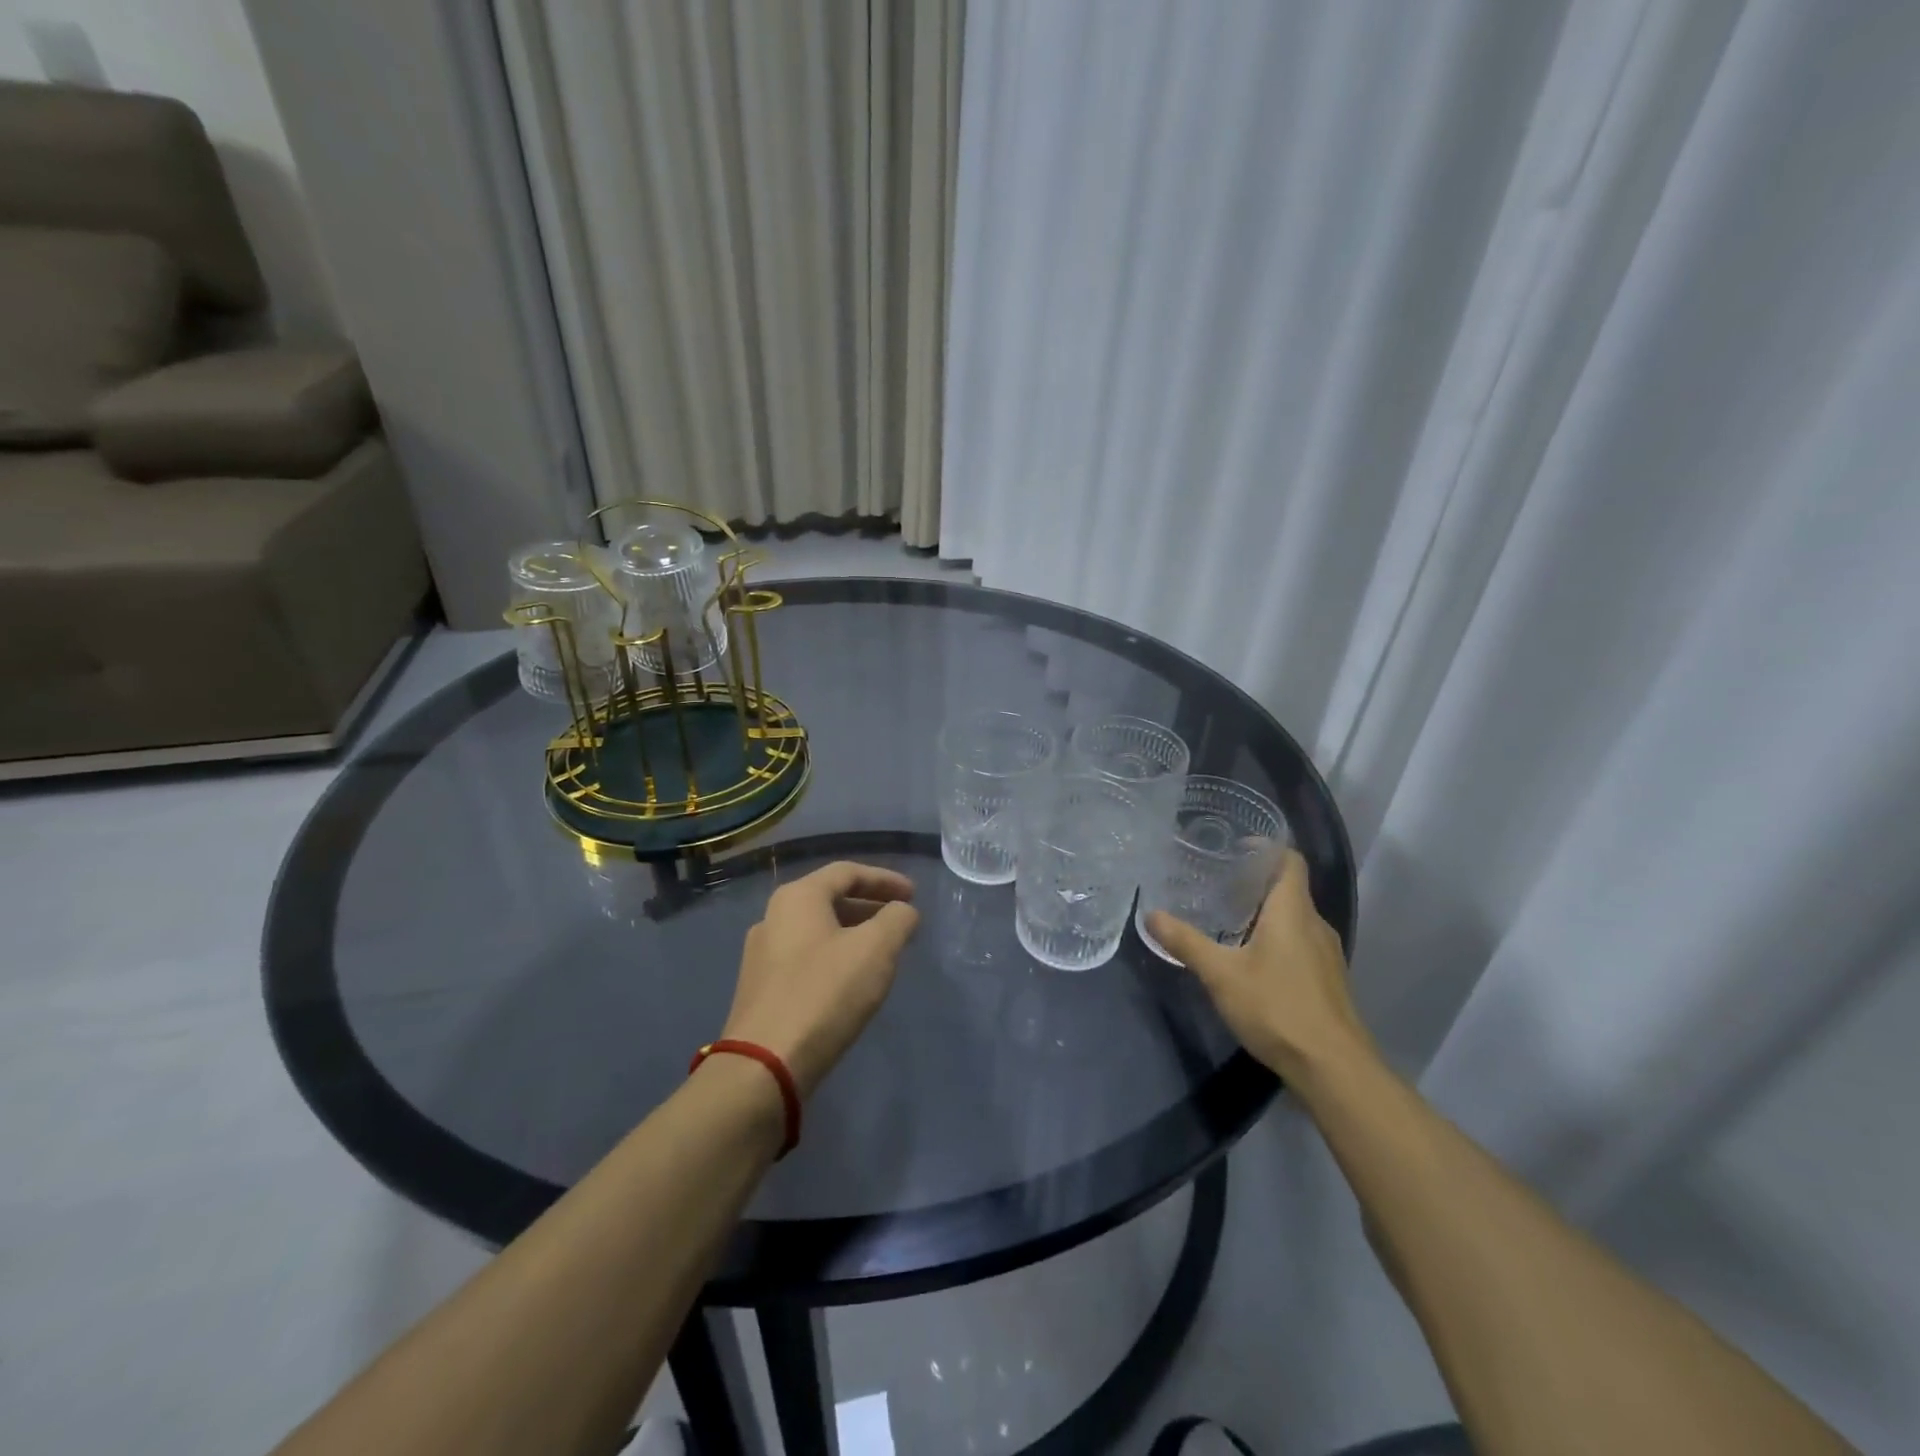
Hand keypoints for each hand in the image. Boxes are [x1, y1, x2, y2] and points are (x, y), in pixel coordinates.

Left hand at [720, 861, 919, 1097]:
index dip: (885, 879)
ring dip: (853, 932)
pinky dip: (835, 956)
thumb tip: (902, 911)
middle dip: (869, 906)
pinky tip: (851, 980)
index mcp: (798, 897)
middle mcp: (773, 916)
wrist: (764, 1065)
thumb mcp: (876, 949)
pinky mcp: (760, 988)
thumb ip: (897, 920)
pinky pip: (805, 956)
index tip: (914, 895)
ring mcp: (761, 954)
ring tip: (882, 951)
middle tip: (900, 920)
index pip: (847, 872)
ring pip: (817, 930)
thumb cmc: (825, 993)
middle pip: (829, 898)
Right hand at [1146, 849, 1372, 1086]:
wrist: (1333, 1068)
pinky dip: (1278, 939)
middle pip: (1290, 889)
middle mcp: (1315, 925)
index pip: (1290, 861)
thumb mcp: (1221, 974)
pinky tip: (1252, 960)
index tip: (1236, 848)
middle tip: (1219, 884)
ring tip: (1229, 920)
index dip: (1266, 848)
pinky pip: (1301, 944)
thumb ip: (1186, 942)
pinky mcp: (1328, 981)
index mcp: (1293, 911)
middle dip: (1256, 883)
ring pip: (1296, 919)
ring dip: (1267, 913)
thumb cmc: (1277, 1007)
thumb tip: (1151, 915)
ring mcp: (1327, 955)